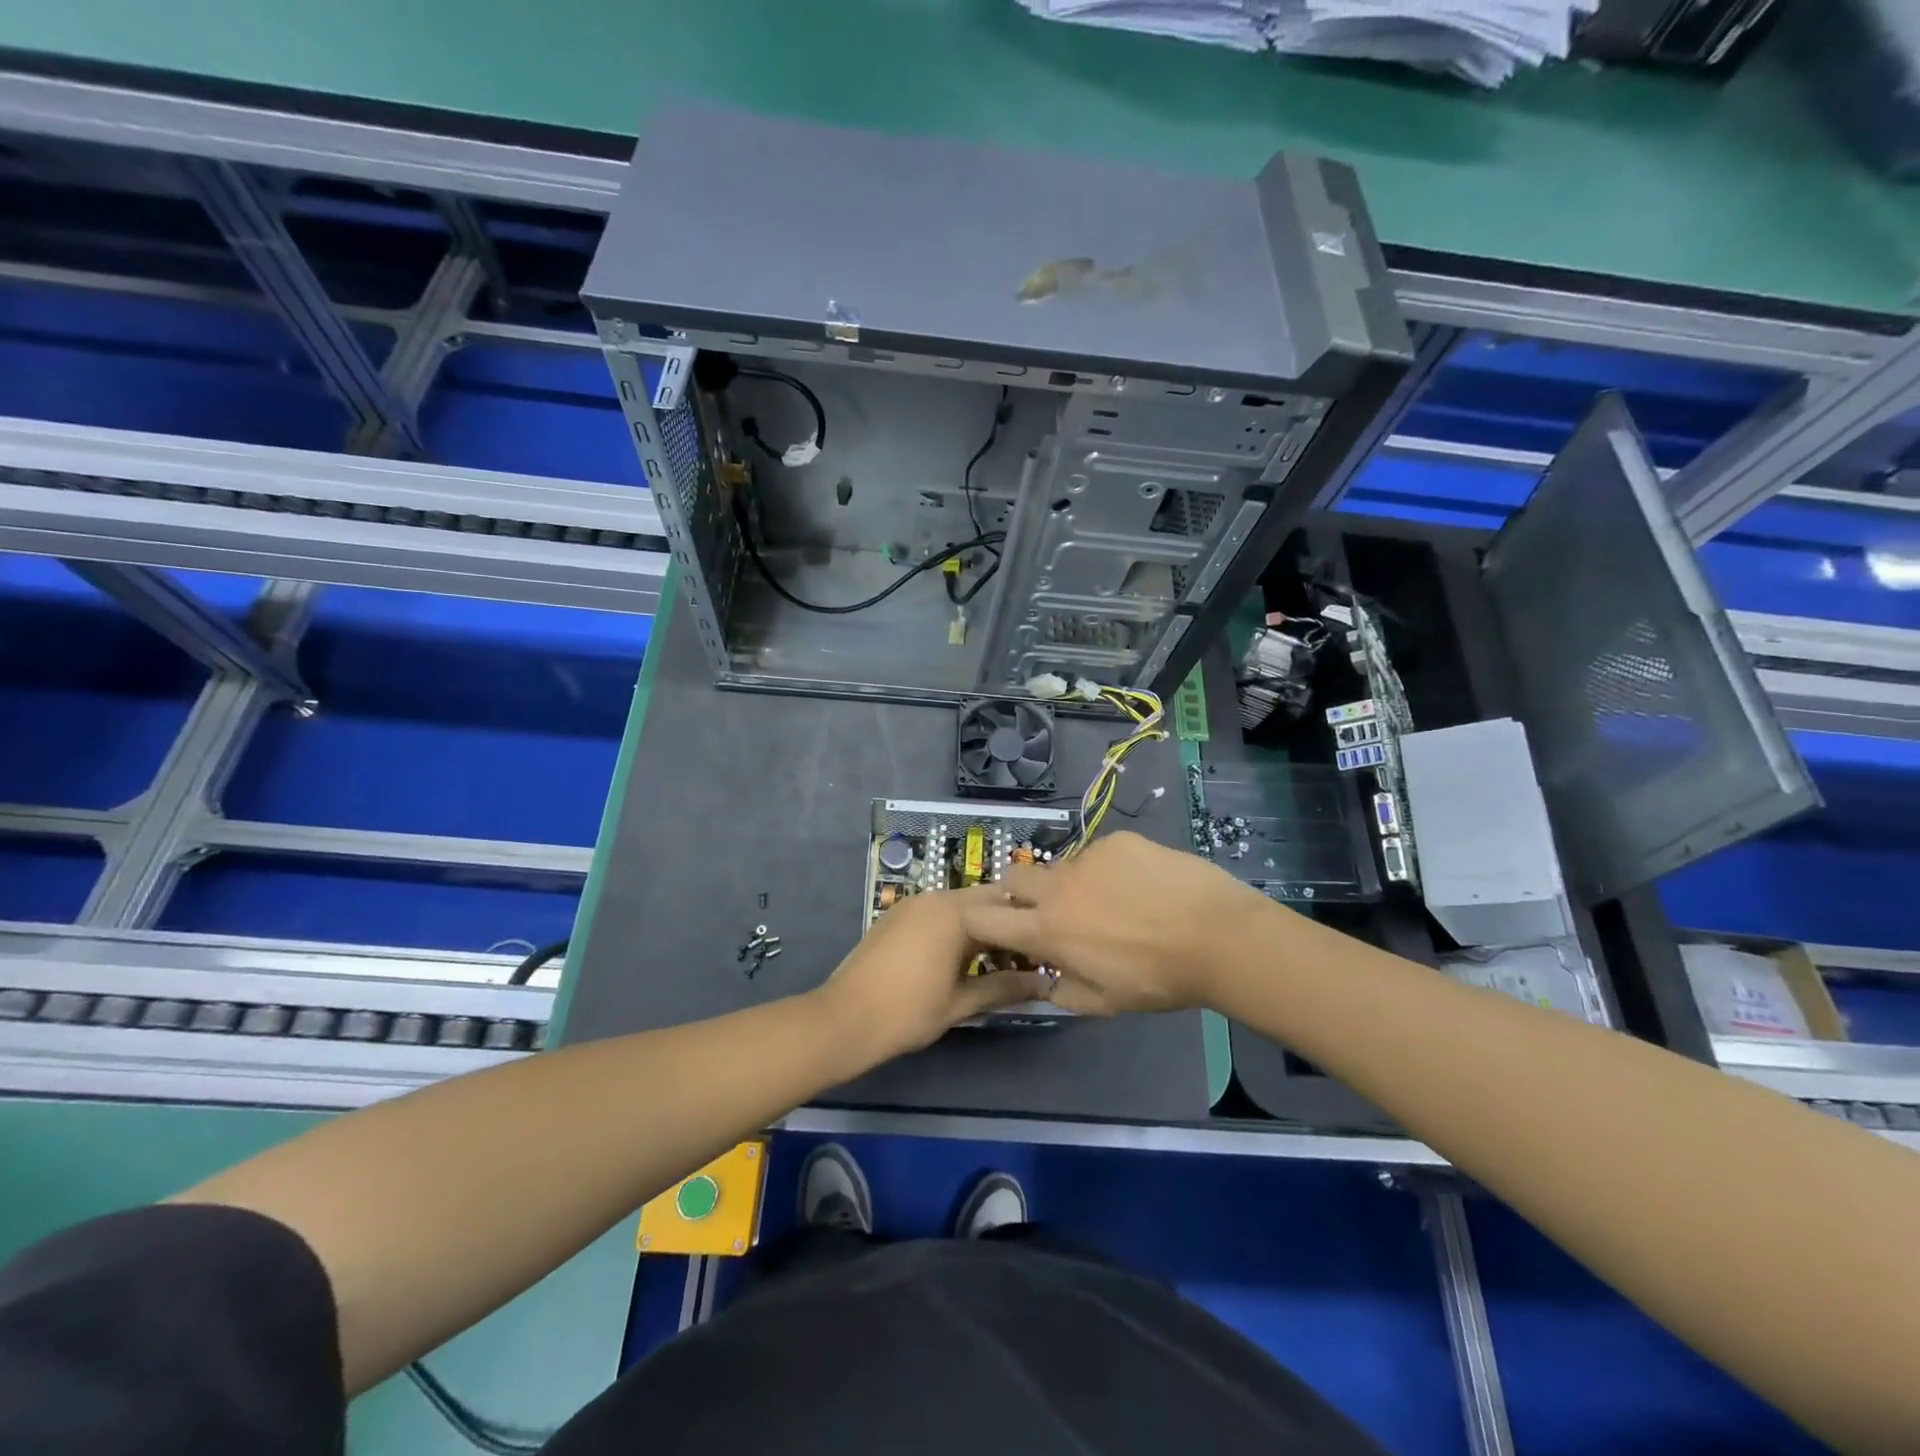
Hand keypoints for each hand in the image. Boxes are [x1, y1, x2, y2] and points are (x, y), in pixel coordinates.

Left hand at [815, 889, 1051, 1062]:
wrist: (843, 1018)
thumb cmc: (907, 1012)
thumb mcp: (961, 1002)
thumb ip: (1004, 987)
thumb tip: (1044, 984)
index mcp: (956, 913)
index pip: (1008, 907)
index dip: (1031, 929)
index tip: (1047, 952)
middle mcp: (936, 897)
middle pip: (986, 901)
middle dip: (1007, 925)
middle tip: (1026, 957)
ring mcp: (914, 903)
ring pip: (962, 905)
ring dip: (982, 926)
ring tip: (998, 962)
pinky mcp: (898, 914)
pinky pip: (939, 912)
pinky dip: (957, 927)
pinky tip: (962, 958)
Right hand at [958, 831, 1276, 1015]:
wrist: (1217, 936)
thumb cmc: (1158, 979)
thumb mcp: (1104, 1003)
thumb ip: (1061, 992)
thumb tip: (1043, 981)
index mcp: (1047, 930)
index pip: (983, 916)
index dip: (980, 920)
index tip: (999, 927)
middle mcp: (1057, 887)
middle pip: (1013, 877)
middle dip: (1020, 892)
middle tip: (1052, 910)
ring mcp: (1087, 858)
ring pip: (1062, 866)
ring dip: (1071, 883)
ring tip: (1114, 900)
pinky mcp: (1117, 840)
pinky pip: (1099, 853)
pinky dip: (1109, 869)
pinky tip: (1142, 884)